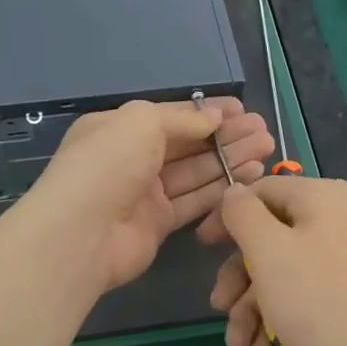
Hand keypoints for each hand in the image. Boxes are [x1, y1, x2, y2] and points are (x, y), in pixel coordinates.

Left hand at [20, 98, 273, 293]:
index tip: (243, 111)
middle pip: (188, 144)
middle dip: (226, 136)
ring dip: (230, 160)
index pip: (171, 116)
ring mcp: (146, 193)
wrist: (80, 234)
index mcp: (121, 128)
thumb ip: (183, 118)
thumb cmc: (108, 165)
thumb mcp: (142, 123)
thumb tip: (215, 118)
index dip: (207, 112)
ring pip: (196, 172)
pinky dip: (221, 189)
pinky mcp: (158, 224)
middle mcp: (133, 158)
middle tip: (263, 131)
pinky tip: (249, 177)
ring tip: (266, 150)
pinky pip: (194, 201)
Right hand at [209, 176, 346, 345]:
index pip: (264, 191)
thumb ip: (243, 213)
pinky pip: (308, 292)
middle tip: (219, 305)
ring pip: (286, 271)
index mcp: (326, 198)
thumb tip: (234, 192)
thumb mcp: (267, 250)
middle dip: (240, 277)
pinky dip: (281, 318)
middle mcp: (343, 220)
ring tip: (238, 342)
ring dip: (254, 306)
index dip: (228, 216)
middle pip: (273, 237)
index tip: (203, 244)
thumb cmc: (315, 299)